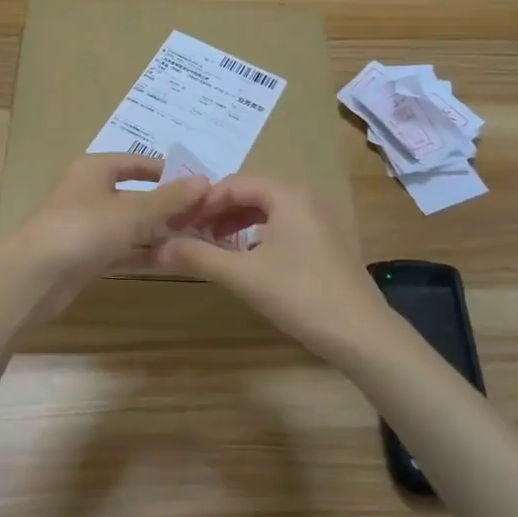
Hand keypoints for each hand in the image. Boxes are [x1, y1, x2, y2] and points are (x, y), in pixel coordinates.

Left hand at [10, 154, 209, 314]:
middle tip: (204, 217)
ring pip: (130, 225)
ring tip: (197, 240)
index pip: (137, 163)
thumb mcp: (133, 211)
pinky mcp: (86, 256)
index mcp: (95, 169)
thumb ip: (170, 199)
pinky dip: (144, 253)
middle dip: (168, 207)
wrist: (34, 277)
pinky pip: (122, 249)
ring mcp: (87, 226)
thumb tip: (204, 181)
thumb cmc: (84, 229)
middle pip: (136, 195)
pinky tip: (173, 260)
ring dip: (159, 233)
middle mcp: (90, 192)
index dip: (167, 172)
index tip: (198, 185)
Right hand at [151, 175, 397, 364]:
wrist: (360, 333)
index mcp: (286, 195)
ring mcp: (318, 221)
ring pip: (267, 211)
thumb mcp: (242, 275)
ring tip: (211, 245)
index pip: (234, 183)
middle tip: (190, 233)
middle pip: (250, 194)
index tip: (178, 222)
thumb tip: (157, 247)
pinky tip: (244, 259)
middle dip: (218, 211)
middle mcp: (304, 199)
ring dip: (236, 223)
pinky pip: (282, 226)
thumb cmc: (299, 294)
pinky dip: (256, 235)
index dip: (203, 201)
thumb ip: (199, 257)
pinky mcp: (324, 243)